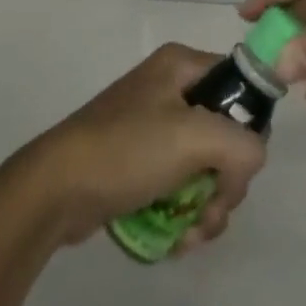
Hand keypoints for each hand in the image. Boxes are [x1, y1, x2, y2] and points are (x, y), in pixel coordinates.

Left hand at [17, 44, 267, 250]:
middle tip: (212, 210)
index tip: (239, 166)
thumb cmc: (126, 150)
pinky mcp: (140, 163)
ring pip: (207, 167)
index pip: (241, 86)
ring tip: (190, 234)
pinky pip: (181, 186)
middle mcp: (170, 89)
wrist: (56, 189)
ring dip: (208, 207)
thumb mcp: (194, 138)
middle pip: (227, 135)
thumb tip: (250, 162)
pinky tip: (175, 239)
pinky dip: (185, 214)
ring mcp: (153, 128)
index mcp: (182, 66)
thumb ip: (243, 145)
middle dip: (226, 183)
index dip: (249, 127)